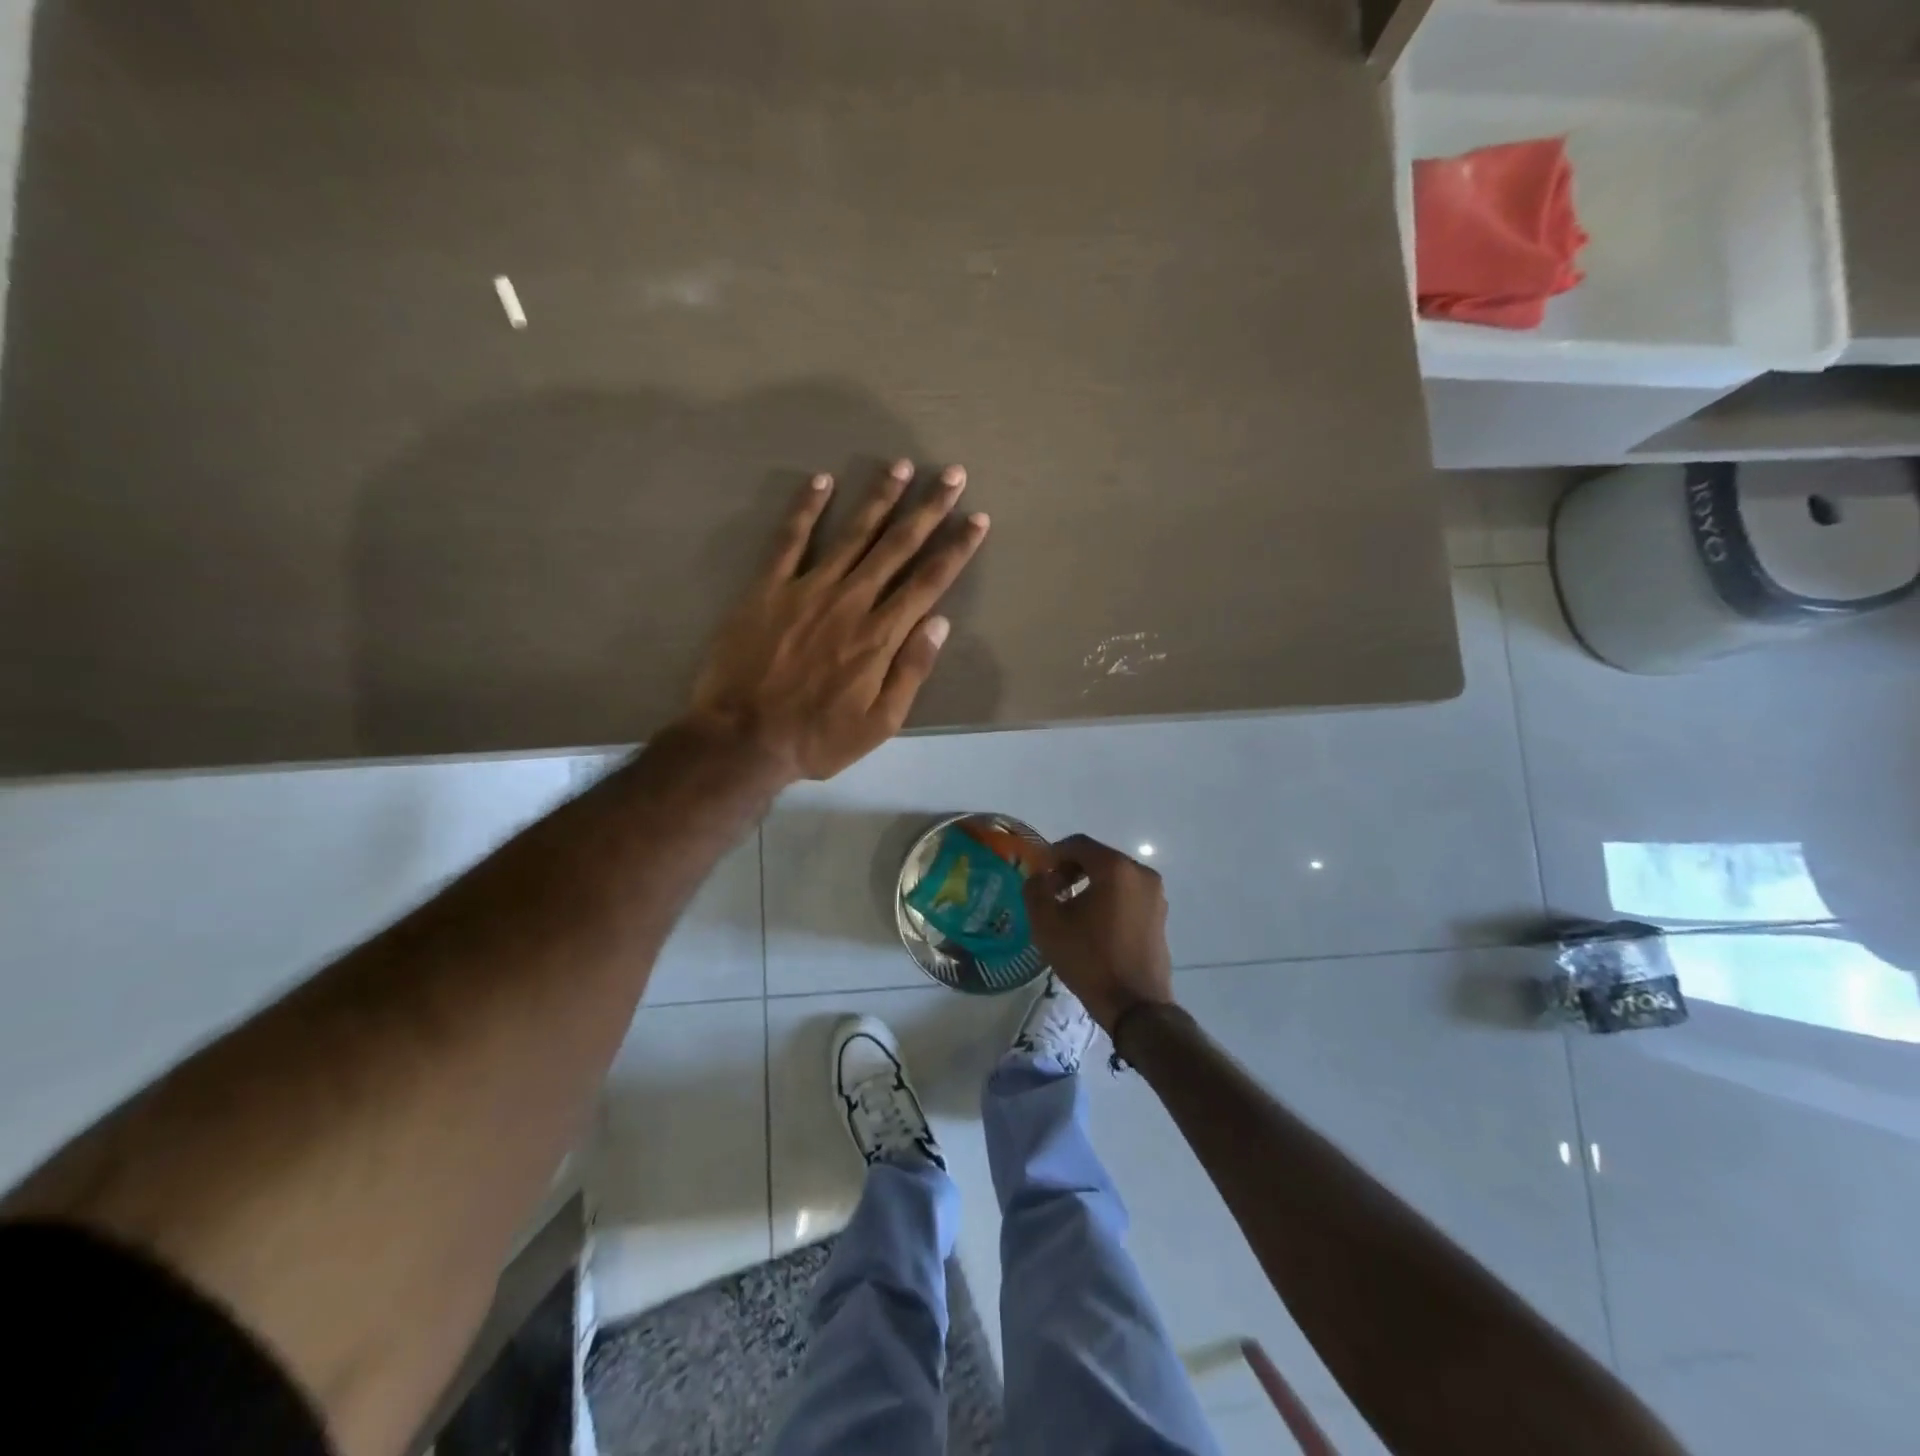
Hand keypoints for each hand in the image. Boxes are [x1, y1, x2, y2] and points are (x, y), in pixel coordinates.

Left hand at [689, 459, 988, 780]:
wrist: (743, 738)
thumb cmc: (817, 738)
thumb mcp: (880, 723)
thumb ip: (911, 670)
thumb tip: (939, 622)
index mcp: (881, 636)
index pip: (929, 581)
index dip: (956, 547)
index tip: (976, 518)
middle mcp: (851, 601)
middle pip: (897, 546)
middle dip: (927, 508)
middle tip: (950, 473)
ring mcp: (808, 589)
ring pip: (852, 533)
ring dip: (879, 497)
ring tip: (900, 466)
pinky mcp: (768, 588)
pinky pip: (789, 539)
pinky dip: (805, 508)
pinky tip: (822, 481)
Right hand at [1023, 834, 1173, 1032]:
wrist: (1134, 1004)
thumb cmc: (1089, 959)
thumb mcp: (1047, 923)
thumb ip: (1035, 889)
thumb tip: (1039, 877)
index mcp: (1115, 868)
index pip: (1078, 844)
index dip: (1053, 854)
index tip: (1039, 876)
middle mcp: (1141, 873)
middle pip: (1098, 857)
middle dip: (1071, 869)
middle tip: (1052, 893)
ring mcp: (1155, 894)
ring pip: (1114, 876)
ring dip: (1089, 884)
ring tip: (1071, 910)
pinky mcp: (1160, 914)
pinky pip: (1128, 893)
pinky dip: (1108, 898)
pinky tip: (1093, 924)